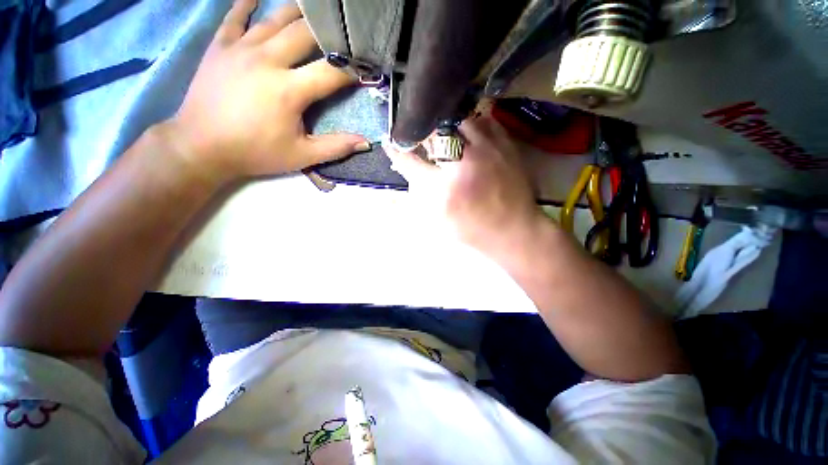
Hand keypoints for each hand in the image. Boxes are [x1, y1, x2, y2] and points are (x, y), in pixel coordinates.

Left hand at [166, 0, 368, 182]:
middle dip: (329, 31)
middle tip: (344, 30)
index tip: (366, 67)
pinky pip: (236, 15)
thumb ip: (336, 147)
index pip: (331, 72)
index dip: (353, 69)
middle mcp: (267, 60)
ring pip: (276, 18)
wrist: (201, 146)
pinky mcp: (220, 45)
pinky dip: (248, 2)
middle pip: (306, 33)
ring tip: (316, 8)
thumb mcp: (302, 156)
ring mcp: (241, 48)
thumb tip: (367, 143)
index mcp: (289, 90)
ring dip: (299, 11)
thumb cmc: (256, 152)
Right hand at [383, 116, 546, 257]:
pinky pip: (485, 121)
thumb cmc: (473, 230)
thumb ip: (421, 193)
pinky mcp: (506, 145)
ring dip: (447, 126)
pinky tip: (469, 134)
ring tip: (445, 135)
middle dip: (423, 133)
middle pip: (435, 133)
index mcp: (446, 189)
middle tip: (421, 137)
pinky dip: (472, 124)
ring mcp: (489, 151)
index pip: (412, 162)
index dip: (398, 150)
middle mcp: (465, 164)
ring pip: (460, 120)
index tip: (390, 141)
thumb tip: (407, 166)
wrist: (514, 231)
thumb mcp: (440, 219)